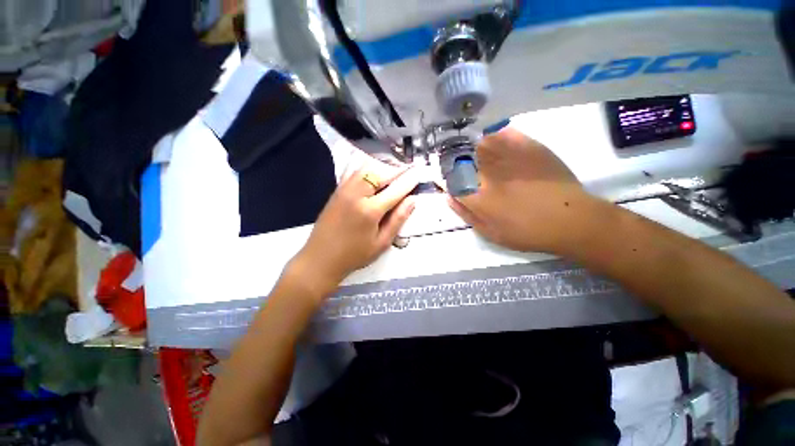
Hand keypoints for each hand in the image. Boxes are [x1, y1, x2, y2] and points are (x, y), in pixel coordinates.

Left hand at [290, 159, 418, 297]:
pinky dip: (366, 169)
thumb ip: (398, 220)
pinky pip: (353, 172)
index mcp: (370, 210)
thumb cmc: (354, 255)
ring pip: (366, 169)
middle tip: (409, 170)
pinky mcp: (336, 191)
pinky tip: (373, 174)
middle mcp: (356, 194)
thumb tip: (412, 201)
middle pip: (380, 173)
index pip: (395, 190)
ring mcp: (344, 190)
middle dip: (397, 170)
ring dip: (382, 168)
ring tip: (393, 173)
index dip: (409, 180)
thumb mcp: (381, 243)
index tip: (419, 172)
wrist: (320, 258)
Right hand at [449, 128, 595, 253]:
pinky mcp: (527, 146)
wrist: (571, 219)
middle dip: (454, 160)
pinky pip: (502, 133)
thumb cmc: (527, 232)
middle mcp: (487, 173)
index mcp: (477, 196)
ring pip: (477, 143)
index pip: (449, 180)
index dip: (445, 178)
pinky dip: (492, 135)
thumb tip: (449, 197)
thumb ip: (466, 214)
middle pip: (460, 159)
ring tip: (472, 152)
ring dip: (470, 146)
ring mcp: (507, 157)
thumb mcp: (490, 233)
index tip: (448, 179)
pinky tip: (492, 140)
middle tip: (459, 165)